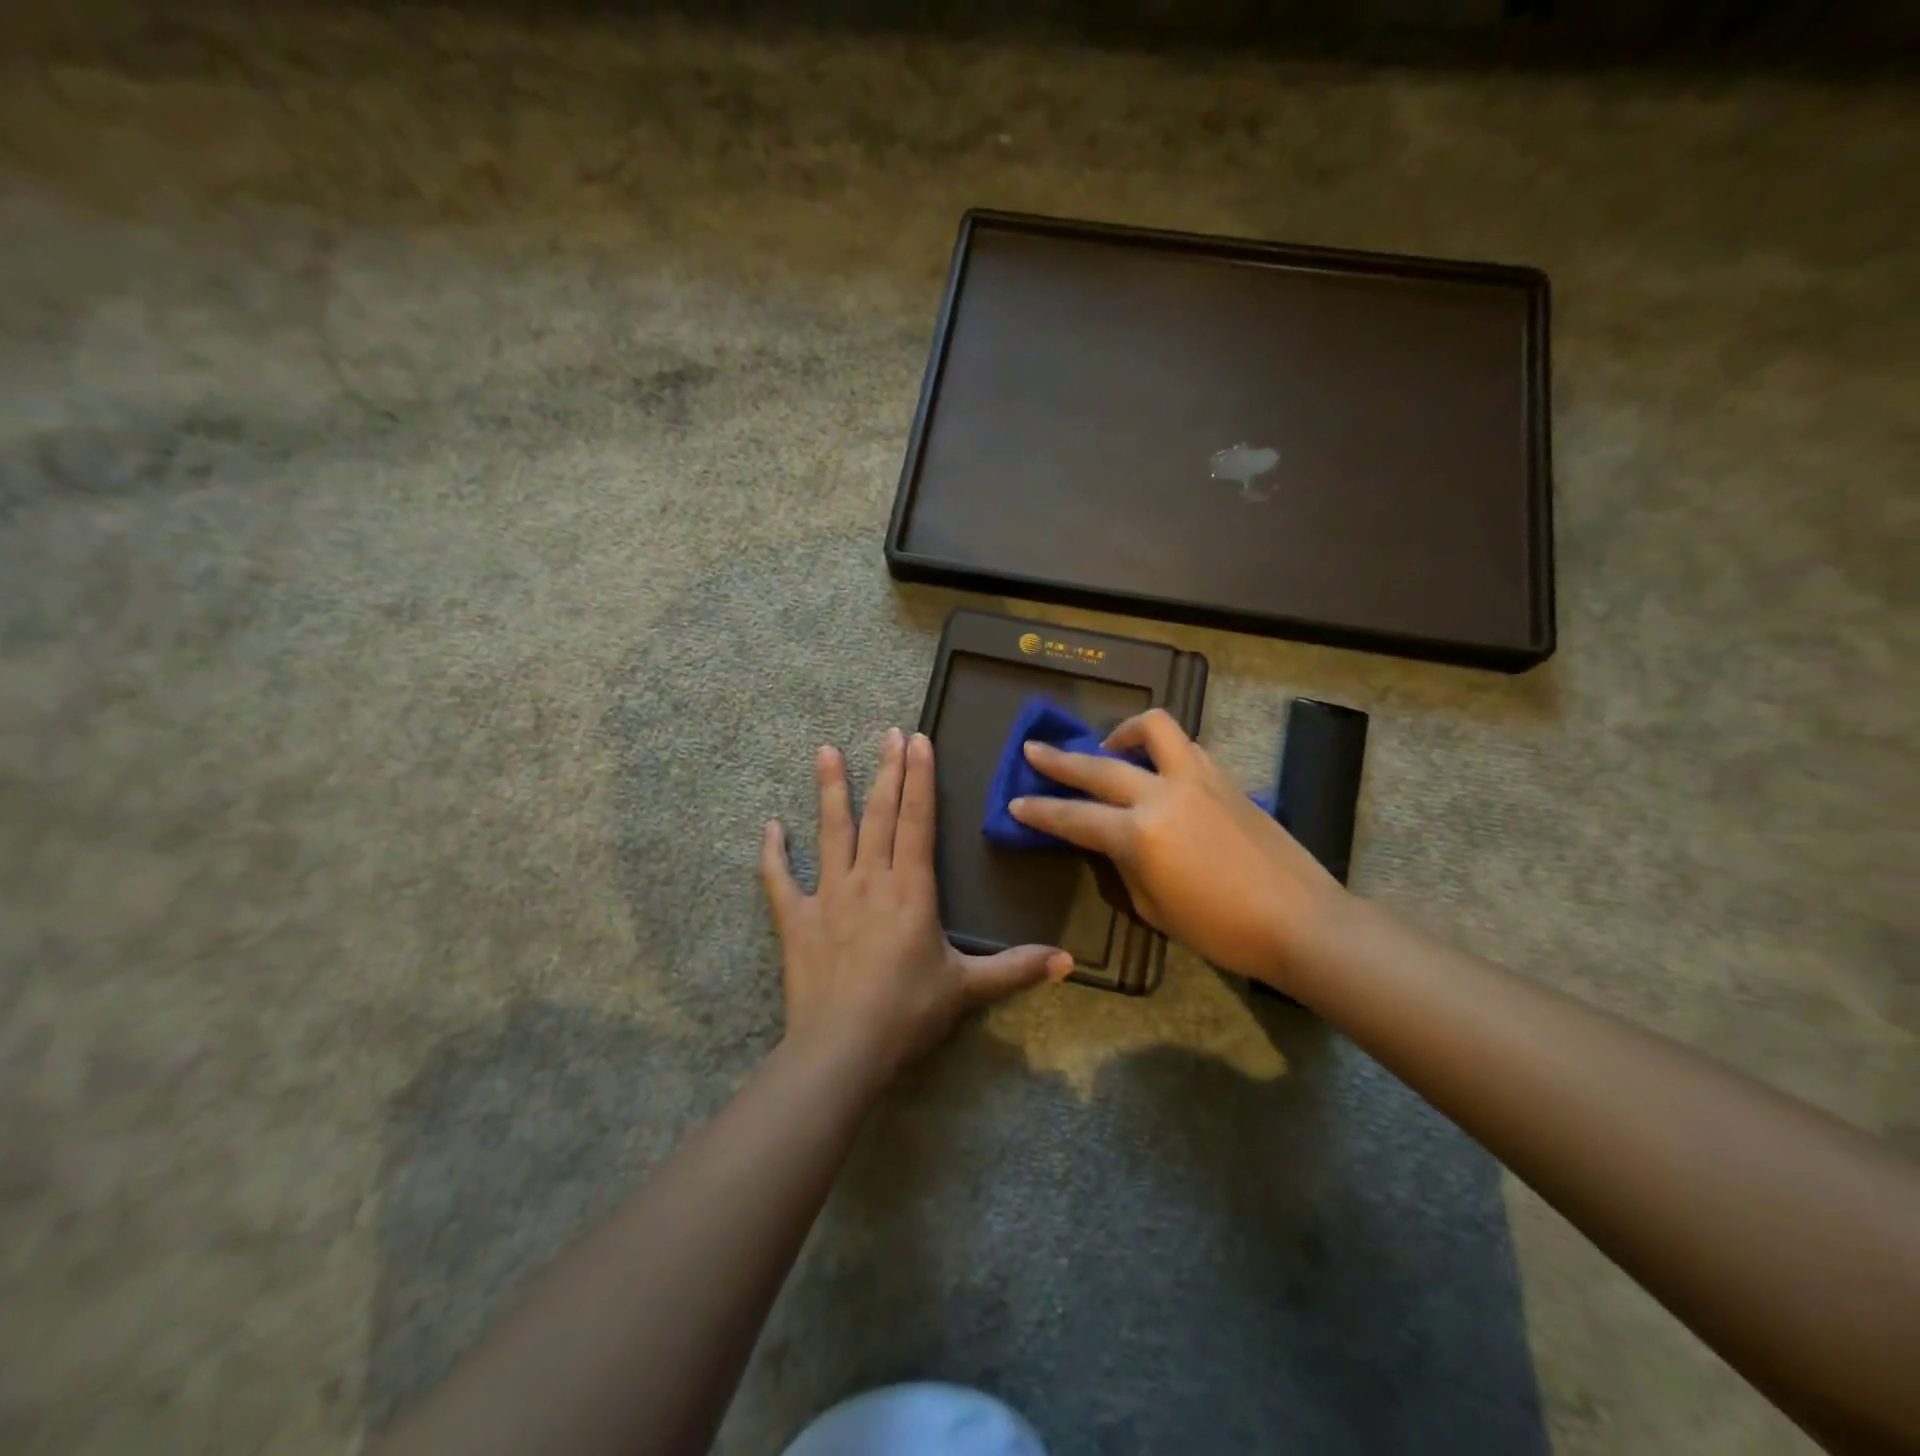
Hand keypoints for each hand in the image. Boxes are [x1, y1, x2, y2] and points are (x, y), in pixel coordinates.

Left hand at [761, 728, 1071, 1082]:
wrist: (842, 1048)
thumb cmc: (907, 1012)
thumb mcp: (967, 988)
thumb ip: (1015, 968)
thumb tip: (1069, 962)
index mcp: (911, 889)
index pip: (917, 820)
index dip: (919, 778)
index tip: (918, 740)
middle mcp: (869, 880)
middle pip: (879, 814)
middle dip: (886, 770)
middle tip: (887, 732)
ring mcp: (829, 895)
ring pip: (832, 832)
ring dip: (830, 790)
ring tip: (826, 751)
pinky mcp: (796, 919)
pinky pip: (780, 880)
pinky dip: (773, 854)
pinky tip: (770, 827)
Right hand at [1009, 709, 1346, 989]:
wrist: (1300, 921)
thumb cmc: (1221, 929)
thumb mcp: (1153, 907)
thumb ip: (1126, 865)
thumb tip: (1116, 842)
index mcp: (1139, 834)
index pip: (1075, 817)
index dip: (1041, 811)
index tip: (1015, 802)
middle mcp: (1163, 794)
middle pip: (1099, 766)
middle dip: (1060, 760)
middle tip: (1033, 750)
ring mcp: (1198, 778)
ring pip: (1154, 728)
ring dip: (1123, 732)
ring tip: (1110, 746)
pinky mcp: (1225, 778)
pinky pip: (1185, 748)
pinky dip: (1162, 750)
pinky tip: (1159, 770)